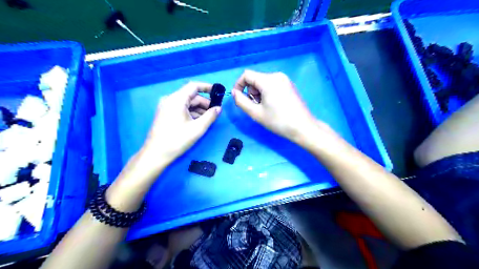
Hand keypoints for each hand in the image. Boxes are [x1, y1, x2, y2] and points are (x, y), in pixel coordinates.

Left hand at [138, 82, 219, 170]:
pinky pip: (181, 109)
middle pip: (191, 96)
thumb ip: (210, 116)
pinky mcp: (165, 114)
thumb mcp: (198, 128)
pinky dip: (191, 113)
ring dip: (198, 109)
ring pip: (186, 103)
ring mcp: (166, 107)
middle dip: (204, 103)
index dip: (207, 87)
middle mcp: (170, 99)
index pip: (193, 86)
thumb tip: (219, 108)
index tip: (218, 93)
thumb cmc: (177, 140)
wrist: (156, 154)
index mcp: (176, 99)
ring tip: (208, 118)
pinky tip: (198, 121)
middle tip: (215, 112)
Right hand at [235, 71, 318, 142]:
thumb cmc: (278, 121)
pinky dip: (267, 93)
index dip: (238, 85)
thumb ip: (241, 101)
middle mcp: (277, 75)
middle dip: (251, 92)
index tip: (238, 98)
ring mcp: (285, 80)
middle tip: (256, 108)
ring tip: (265, 108)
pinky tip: (273, 106)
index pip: (246, 75)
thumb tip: (234, 92)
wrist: (303, 128)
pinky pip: (272, 85)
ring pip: (263, 83)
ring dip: (259, 94)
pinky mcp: (289, 85)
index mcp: (268, 80)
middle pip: (255, 79)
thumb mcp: (256, 113)